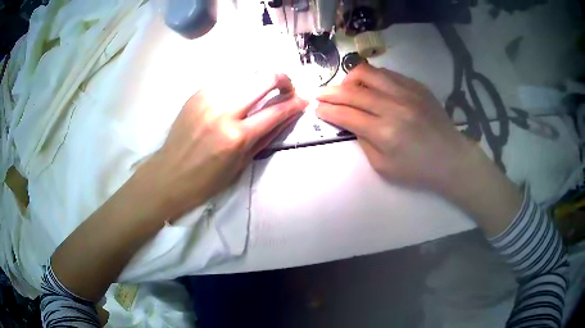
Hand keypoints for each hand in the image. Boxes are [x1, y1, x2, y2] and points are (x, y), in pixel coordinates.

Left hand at [141, 73, 306, 219]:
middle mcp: (223, 110)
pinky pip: (227, 80)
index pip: (276, 110)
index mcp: (236, 136)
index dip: (296, 103)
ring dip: (260, 80)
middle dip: (283, 79)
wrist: (169, 175)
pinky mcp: (197, 93)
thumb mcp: (241, 165)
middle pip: (264, 78)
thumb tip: (287, 115)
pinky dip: (240, 84)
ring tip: (263, 91)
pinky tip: (239, 95)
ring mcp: (208, 98)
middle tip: (286, 89)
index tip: (305, 100)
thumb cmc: (206, 179)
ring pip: (246, 73)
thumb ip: (266, 136)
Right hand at [316, 63, 472, 194]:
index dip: (326, 110)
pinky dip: (372, 78)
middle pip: (352, 91)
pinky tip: (371, 87)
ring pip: (368, 73)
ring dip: (350, 79)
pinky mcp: (417, 86)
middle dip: (330, 92)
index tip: (315, 107)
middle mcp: (394, 106)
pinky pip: (387, 73)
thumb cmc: (417, 169)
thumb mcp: (383, 167)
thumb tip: (349, 121)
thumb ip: (363, 141)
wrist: (450, 157)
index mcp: (385, 132)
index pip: (346, 114)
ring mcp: (407, 92)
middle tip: (319, 94)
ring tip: (346, 88)